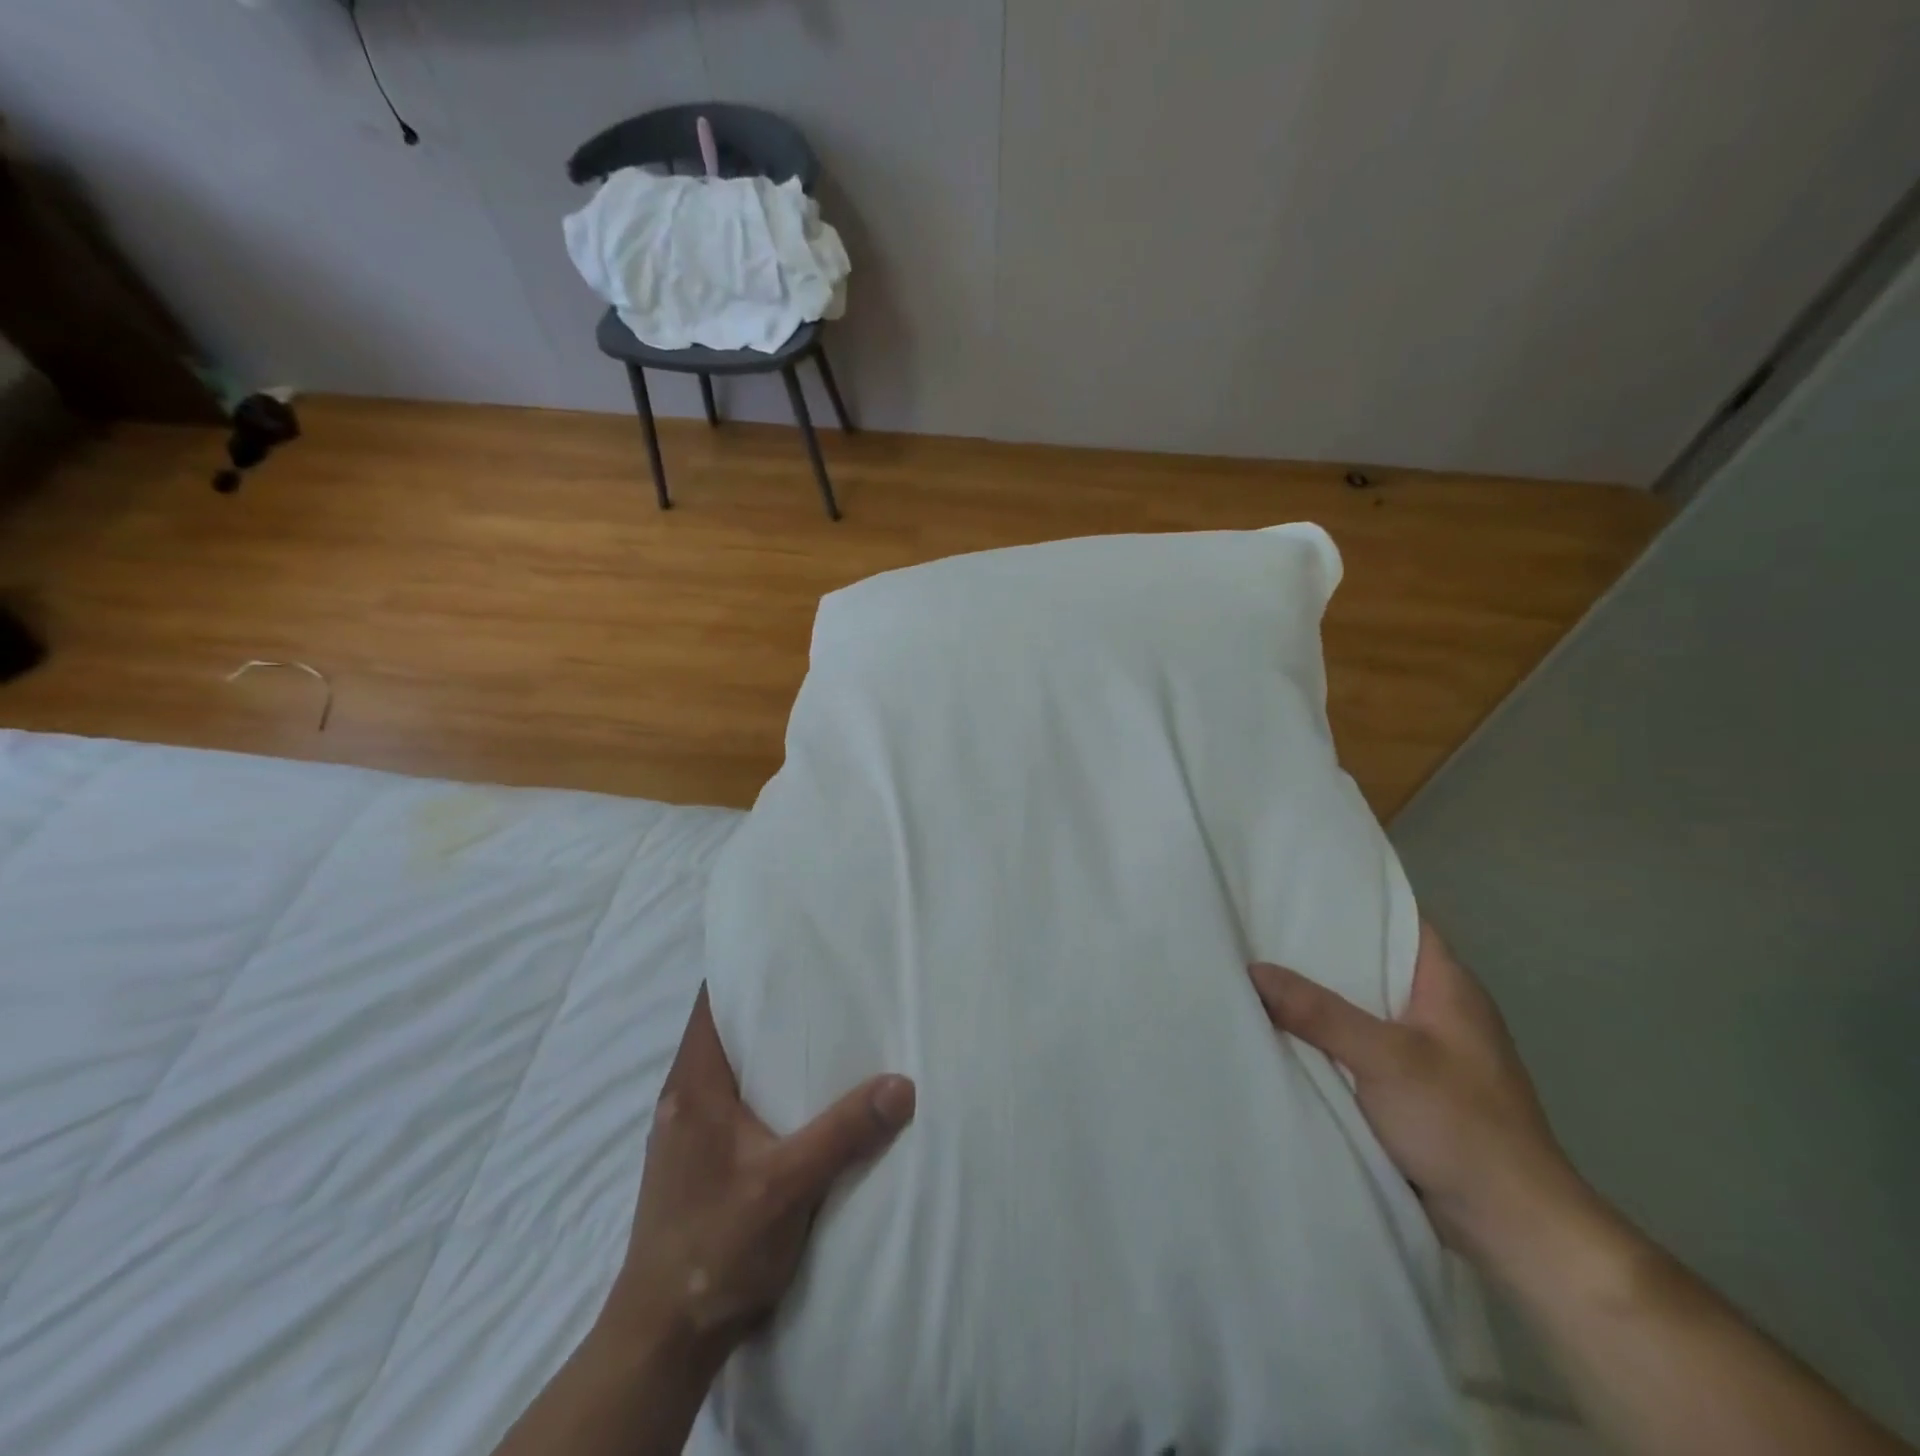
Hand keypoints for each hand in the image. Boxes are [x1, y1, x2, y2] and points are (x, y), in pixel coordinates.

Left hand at [604, 986, 916, 1368]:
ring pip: (731, 1069)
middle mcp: (683, 1099)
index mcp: (693, 1087)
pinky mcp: (698, 1162)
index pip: (712, 1003)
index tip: (791, 949)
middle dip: (770, 1006)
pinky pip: (733, 1101)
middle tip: (824, 984)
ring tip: (823, 1032)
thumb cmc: (715, 1249)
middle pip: (724, 1031)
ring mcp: (688, 1133)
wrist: (663, 1341)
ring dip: (769, 1050)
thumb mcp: (788, 1186)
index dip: (746, 970)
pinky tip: (802, 1098)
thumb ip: (844, 1132)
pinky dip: (765, 1086)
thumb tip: (904, 1084)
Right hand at [1249, 923, 1597, 1277]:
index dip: (1352, 897)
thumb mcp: (1385, 1059)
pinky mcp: (1410, 1085)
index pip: (1398, 918)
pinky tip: (1284, 1027)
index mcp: (1447, 985)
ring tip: (1259, 966)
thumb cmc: (1461, 1124)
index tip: (1295, 884)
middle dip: (1319, 945)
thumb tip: (1251, 969)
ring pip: (1361, 1003)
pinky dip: (1325, 1032)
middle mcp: (1437, 1007)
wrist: (1513, 1226)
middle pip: (1371, 959)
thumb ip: (1318, 1013)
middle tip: (1259, 923)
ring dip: (1319, 992)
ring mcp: (1425, 1048)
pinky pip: (1358, 1041)